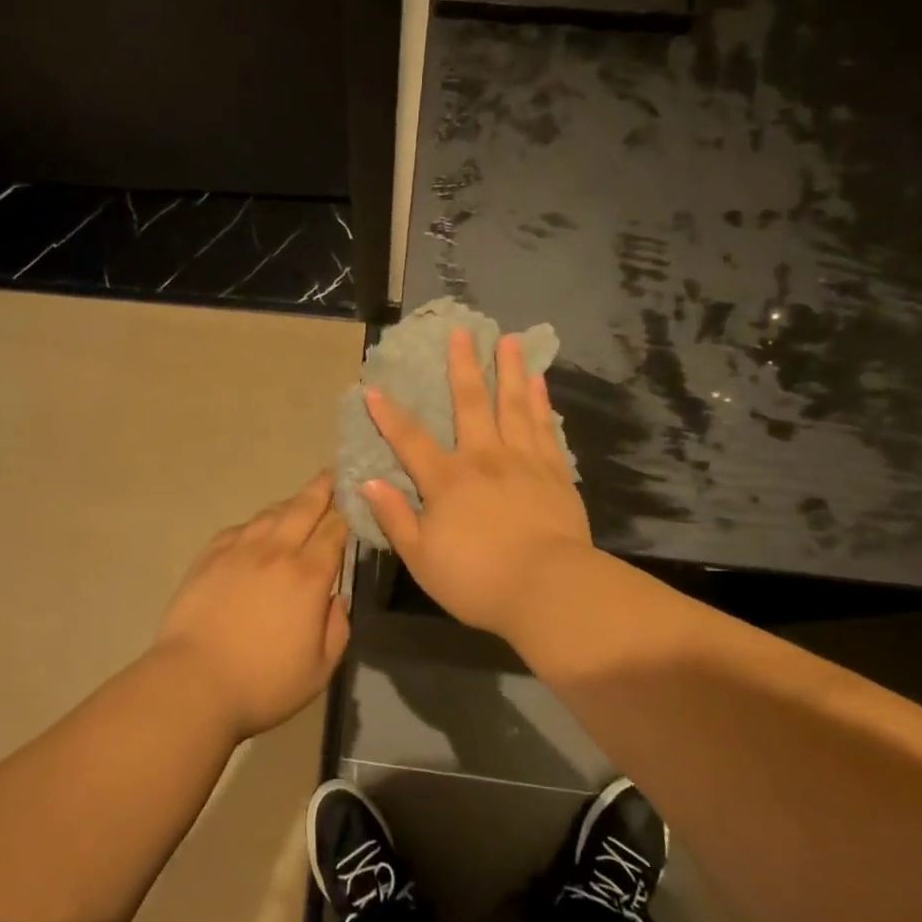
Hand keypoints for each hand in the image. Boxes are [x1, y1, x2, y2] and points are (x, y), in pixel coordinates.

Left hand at [153, 472, 350, 739]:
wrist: (193, 682)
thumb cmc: (264, 683)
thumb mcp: (320, 669)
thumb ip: (337, 628)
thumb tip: (336, 598)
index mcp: (308, 575)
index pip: (335, 530)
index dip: (348, 512)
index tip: (356, 499)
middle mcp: (276, 551)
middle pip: (304, 507)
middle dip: (322, 488)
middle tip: (332, 474)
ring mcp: (239, 549)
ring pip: (271, 514)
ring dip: (290, 504)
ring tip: (299, 501)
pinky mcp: (210, 556)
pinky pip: (240, 528)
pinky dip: (256, 524)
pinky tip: (258, 529)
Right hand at [360, 329, 592, 638]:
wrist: (548, 589)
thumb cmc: (477, 579)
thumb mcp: (422, 558)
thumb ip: (395, 517)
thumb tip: (367, 482)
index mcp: (447, 480)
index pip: (409, 440)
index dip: (388, 414)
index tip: (373, 387)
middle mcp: (484, 458)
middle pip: (470, 403)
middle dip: (463, 366)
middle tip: (462, 332)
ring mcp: (523, 461)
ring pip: (514, 405)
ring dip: (509, 371)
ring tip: (509, 341)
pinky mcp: (554, 472)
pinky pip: (545, 427)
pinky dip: (541, 402)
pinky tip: (539, 383)